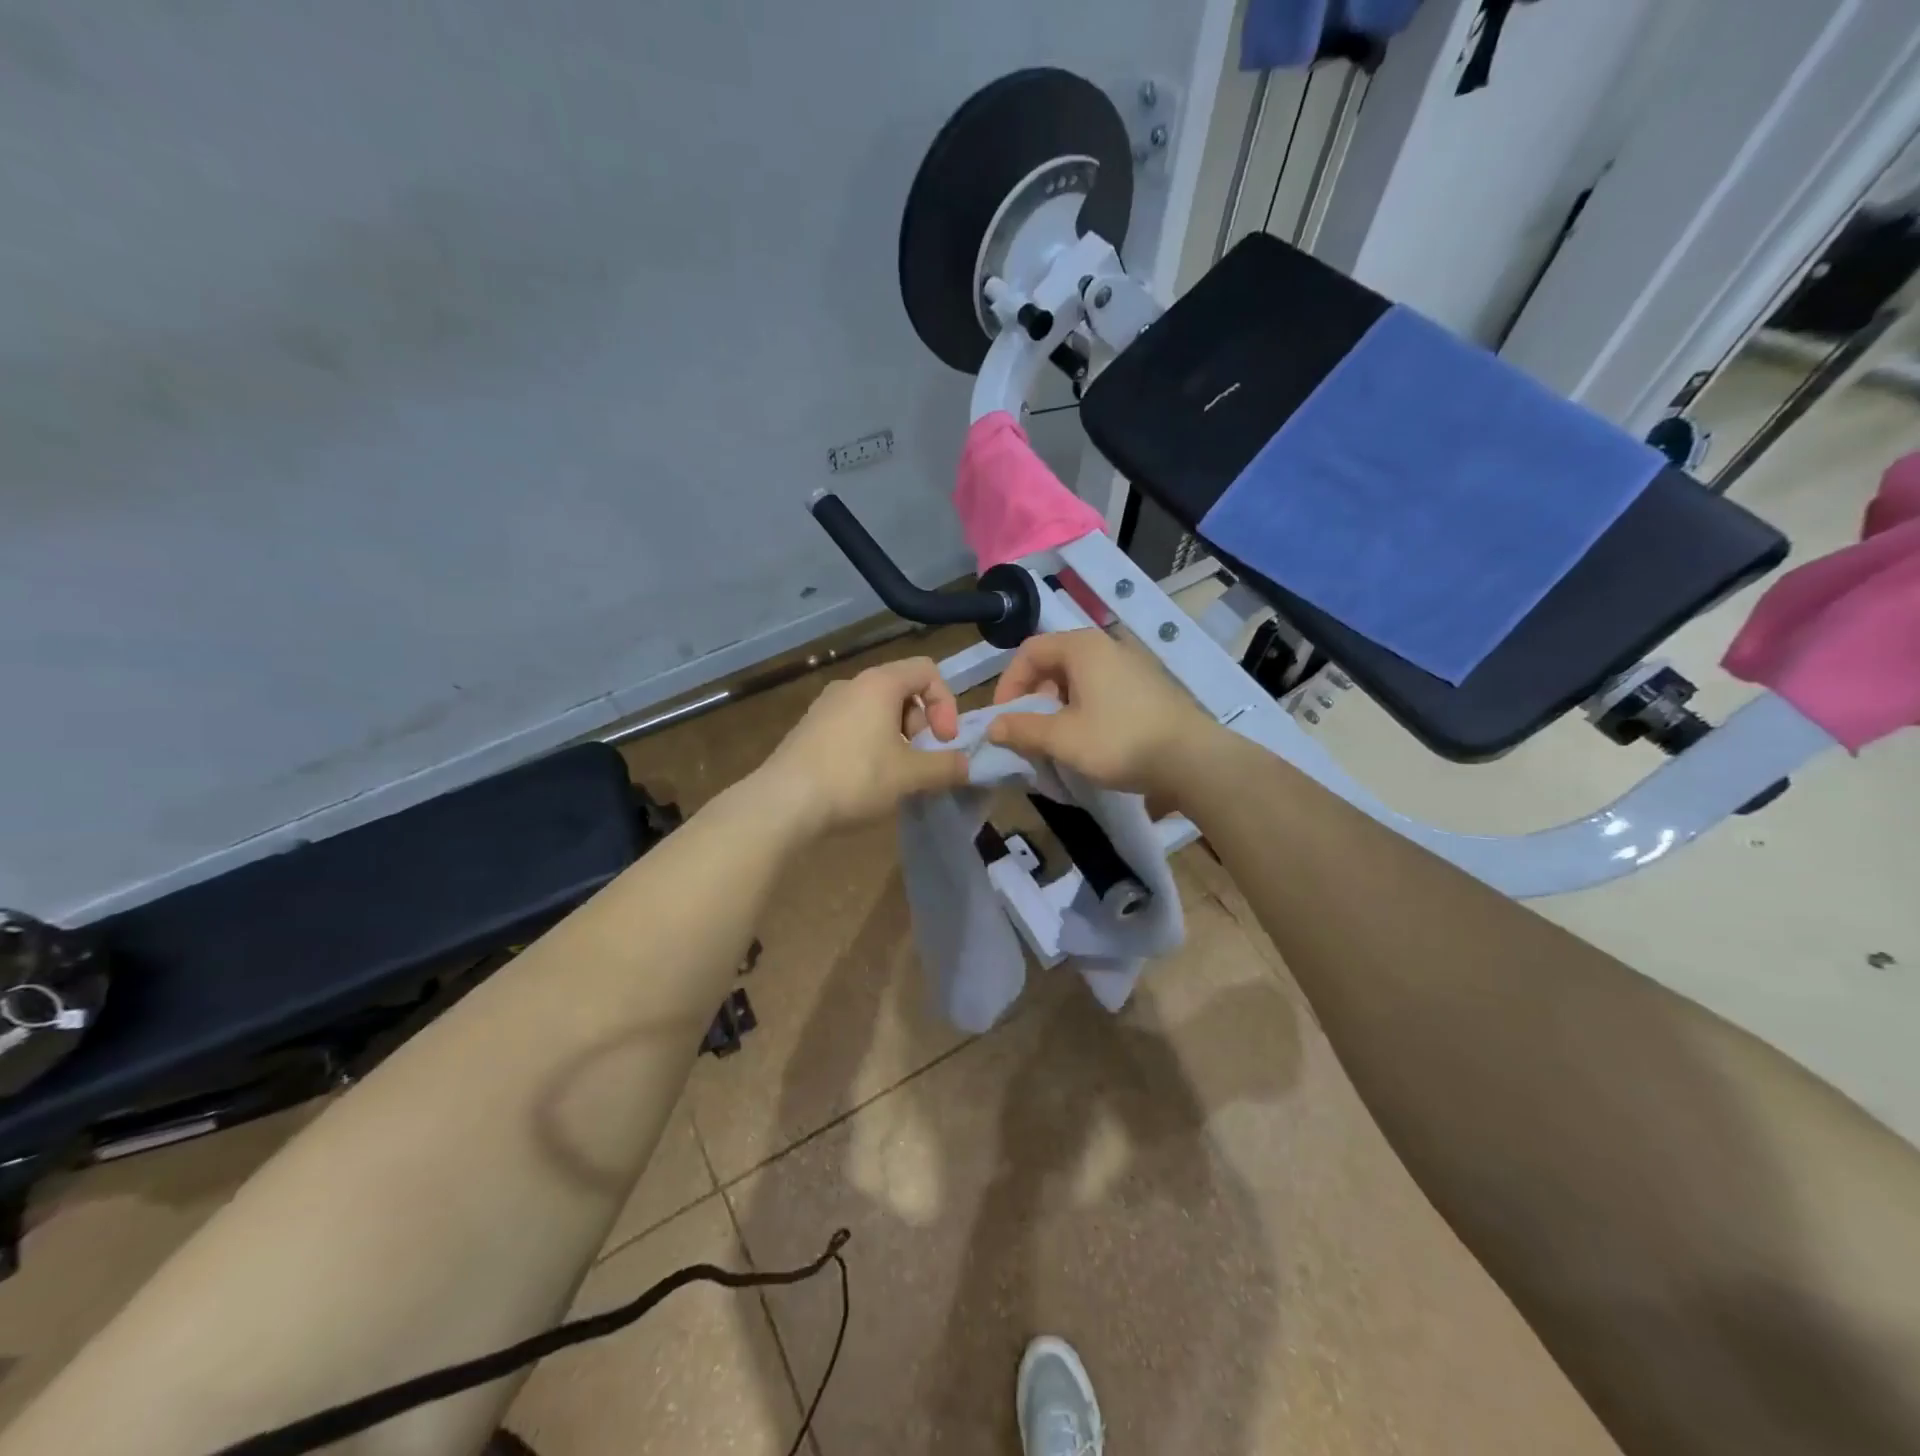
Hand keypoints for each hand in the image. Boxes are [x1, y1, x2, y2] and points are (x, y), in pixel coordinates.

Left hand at [755, 656, 969, 836]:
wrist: (783, 803)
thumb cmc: (855, 778)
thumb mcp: (910, 776)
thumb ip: (946, 767)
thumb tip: (967, 765)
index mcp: (879, 683)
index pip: (927, 671)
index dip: (946, 703)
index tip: (944, 741)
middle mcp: (851, 684)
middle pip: (902, 690)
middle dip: (921, 724)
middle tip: (920, 760)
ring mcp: (825, 706)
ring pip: (876, 710)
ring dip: (896, 738)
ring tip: (895, 774)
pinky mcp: (809, 729)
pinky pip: (852, 726)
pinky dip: (870, 744)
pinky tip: (864, 780)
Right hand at [987, 629, 1221, 802]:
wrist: (1192, 759)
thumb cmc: (1119, 741)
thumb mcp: (1062, 738)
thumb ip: (1023, 729)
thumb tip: (993, 727)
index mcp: (1082, 648)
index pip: (1029, 651)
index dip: (1008, 683)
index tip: (1004, 718)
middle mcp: (1107, 646)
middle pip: (1054, 662)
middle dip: (1033, 696)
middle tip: (1028, 730)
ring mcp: (1131, 665)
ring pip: (1078, 678)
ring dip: (1057, 705)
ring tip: (1056, 739)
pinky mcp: (1147, 687)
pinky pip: (1101, 689)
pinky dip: (1083, 708)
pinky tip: (1088, 740)